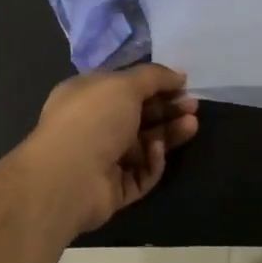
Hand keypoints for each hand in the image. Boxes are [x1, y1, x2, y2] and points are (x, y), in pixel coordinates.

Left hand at [25, 64, 199, 233]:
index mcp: (88, 95)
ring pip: (144, 145)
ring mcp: (103, 159)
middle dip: (167, 110)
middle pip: (139, 116)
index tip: (183, 85)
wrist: (69, 177)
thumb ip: (154, 77)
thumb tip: (179, 74)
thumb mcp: (124, 85)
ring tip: (191, 126)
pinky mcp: (114, 188)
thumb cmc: (93, 119)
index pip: (126, 87)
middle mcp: (93, 125)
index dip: (155, 85)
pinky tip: (156, 152)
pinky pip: (141, 173)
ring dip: (168, 134)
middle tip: (192, 107)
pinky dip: (152, 162)